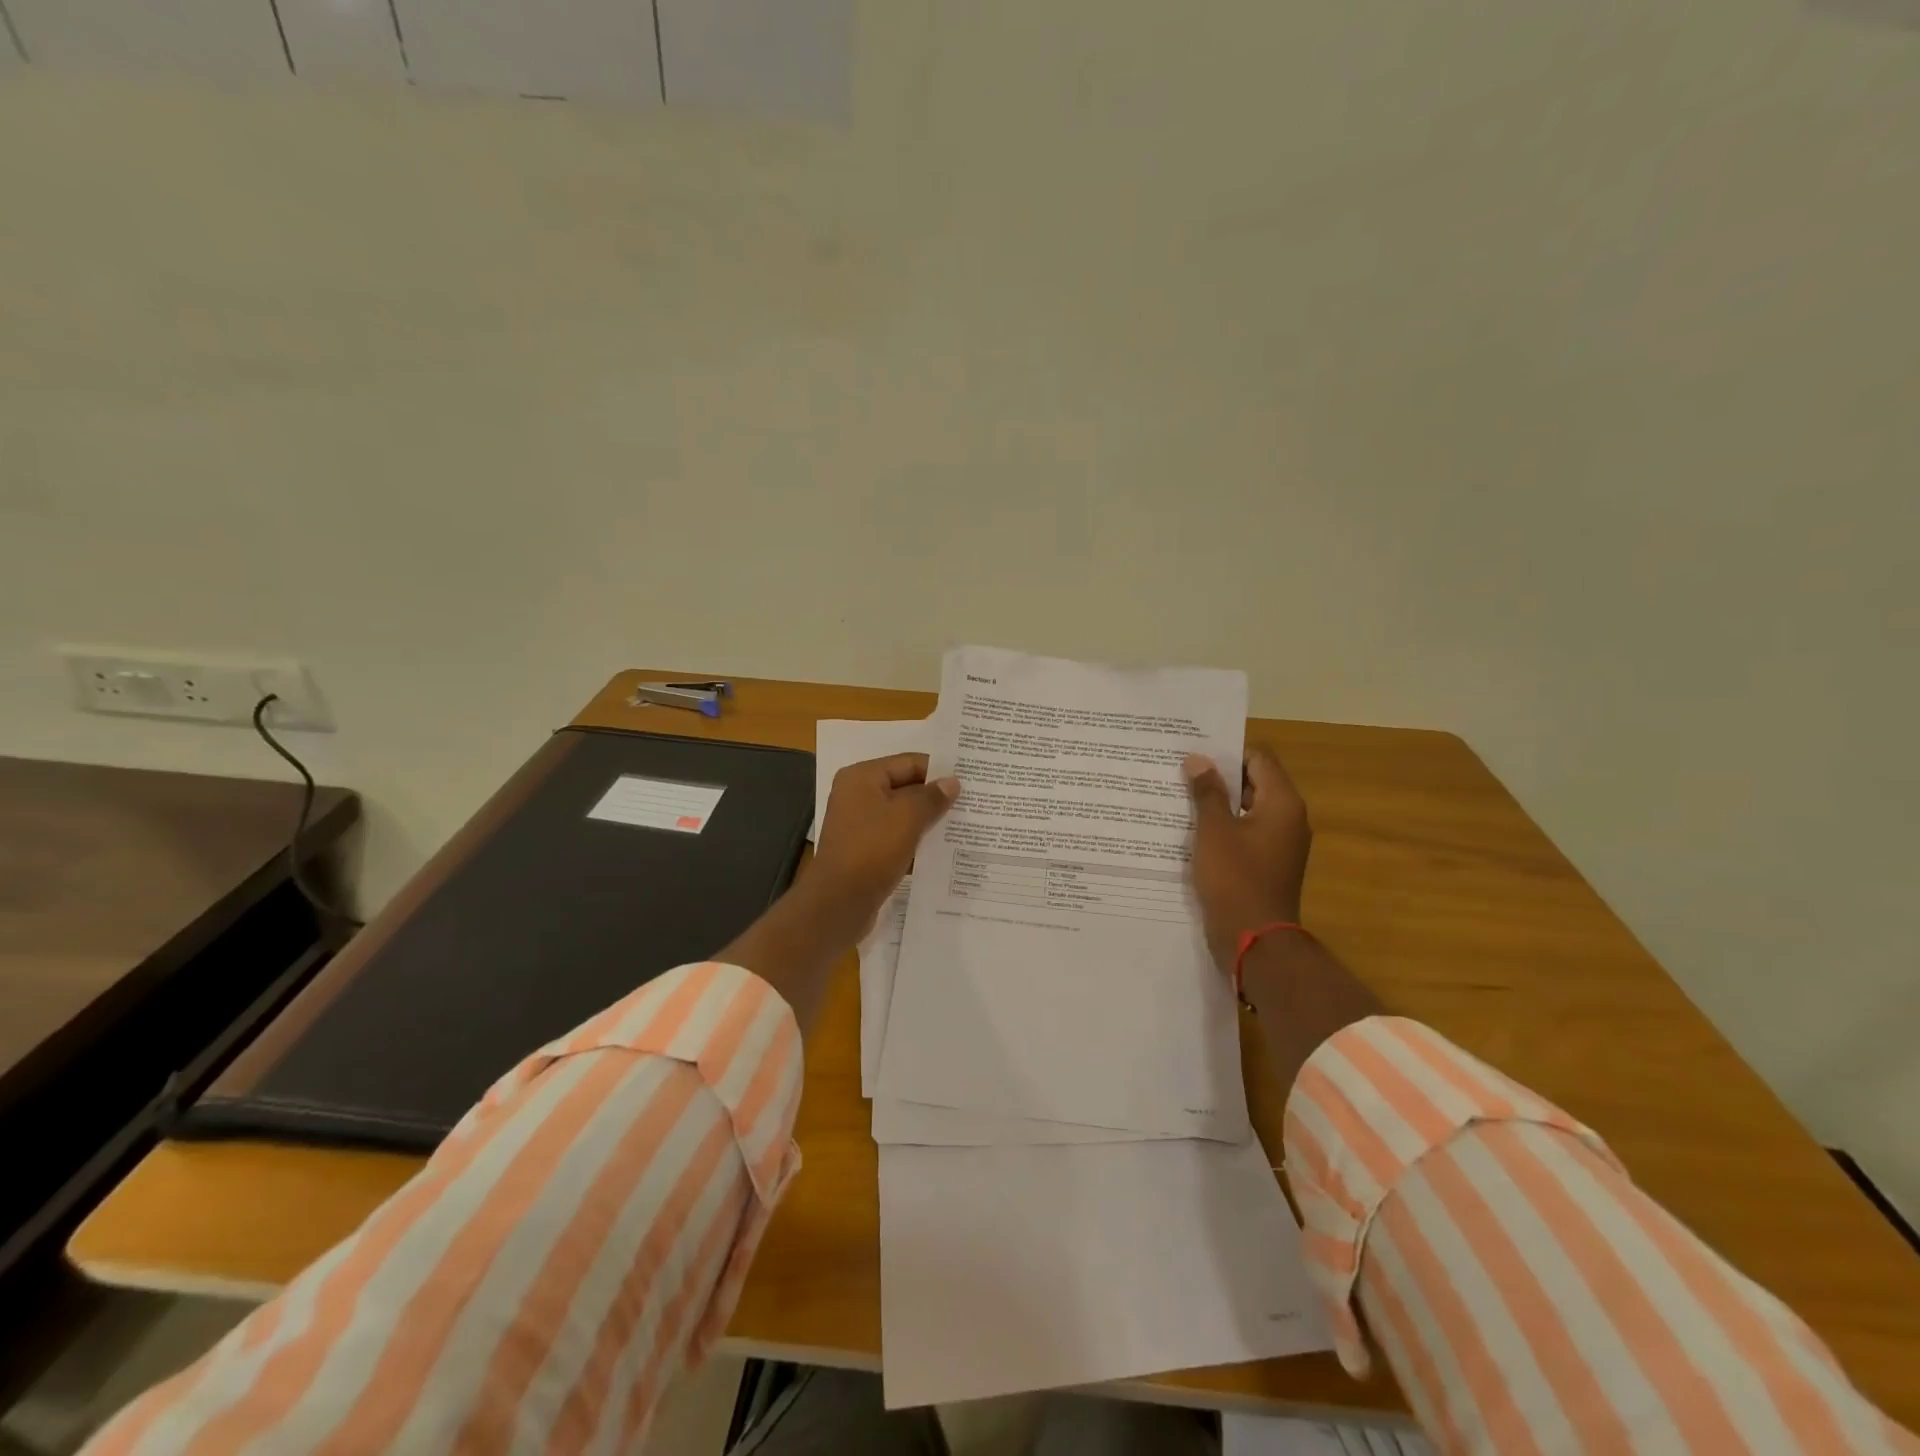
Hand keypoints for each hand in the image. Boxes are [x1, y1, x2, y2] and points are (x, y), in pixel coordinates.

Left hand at [808, 753, 958, 940]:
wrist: (839, 903)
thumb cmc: (872, 851)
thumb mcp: (907, 818)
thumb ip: (932, 797)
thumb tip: (952, 782)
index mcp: (862, 777)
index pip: (909, 762)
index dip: (939, 770)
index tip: (970, 780)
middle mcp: (857, 796)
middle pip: (906, 787)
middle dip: (936, 796)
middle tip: (973, 802)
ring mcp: (860, 825)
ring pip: (903, 814)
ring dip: (929, 820)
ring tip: (964, 824)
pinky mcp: (865, 850)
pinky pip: (897, 837)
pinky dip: (916, 840)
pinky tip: (943, 848)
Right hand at [1184, 745, 1311, 972]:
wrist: (1254, 940)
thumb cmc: (1235, 878)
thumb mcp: (1214, 830)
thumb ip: (1207, 791)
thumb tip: (1198, 760)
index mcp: (1282, 803)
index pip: (1259, 758)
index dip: (1227, 751)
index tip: (1194, 751)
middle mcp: (1288, 819)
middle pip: (1254, 782)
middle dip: (1219, 776)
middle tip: (1180, 770)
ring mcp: (1279, 844)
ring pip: (1247, 809)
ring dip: (1218, 803)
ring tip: (1180, 796)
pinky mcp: (1267, 864)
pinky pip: (1245, 833)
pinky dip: (1223, 827)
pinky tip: (1192, 829)